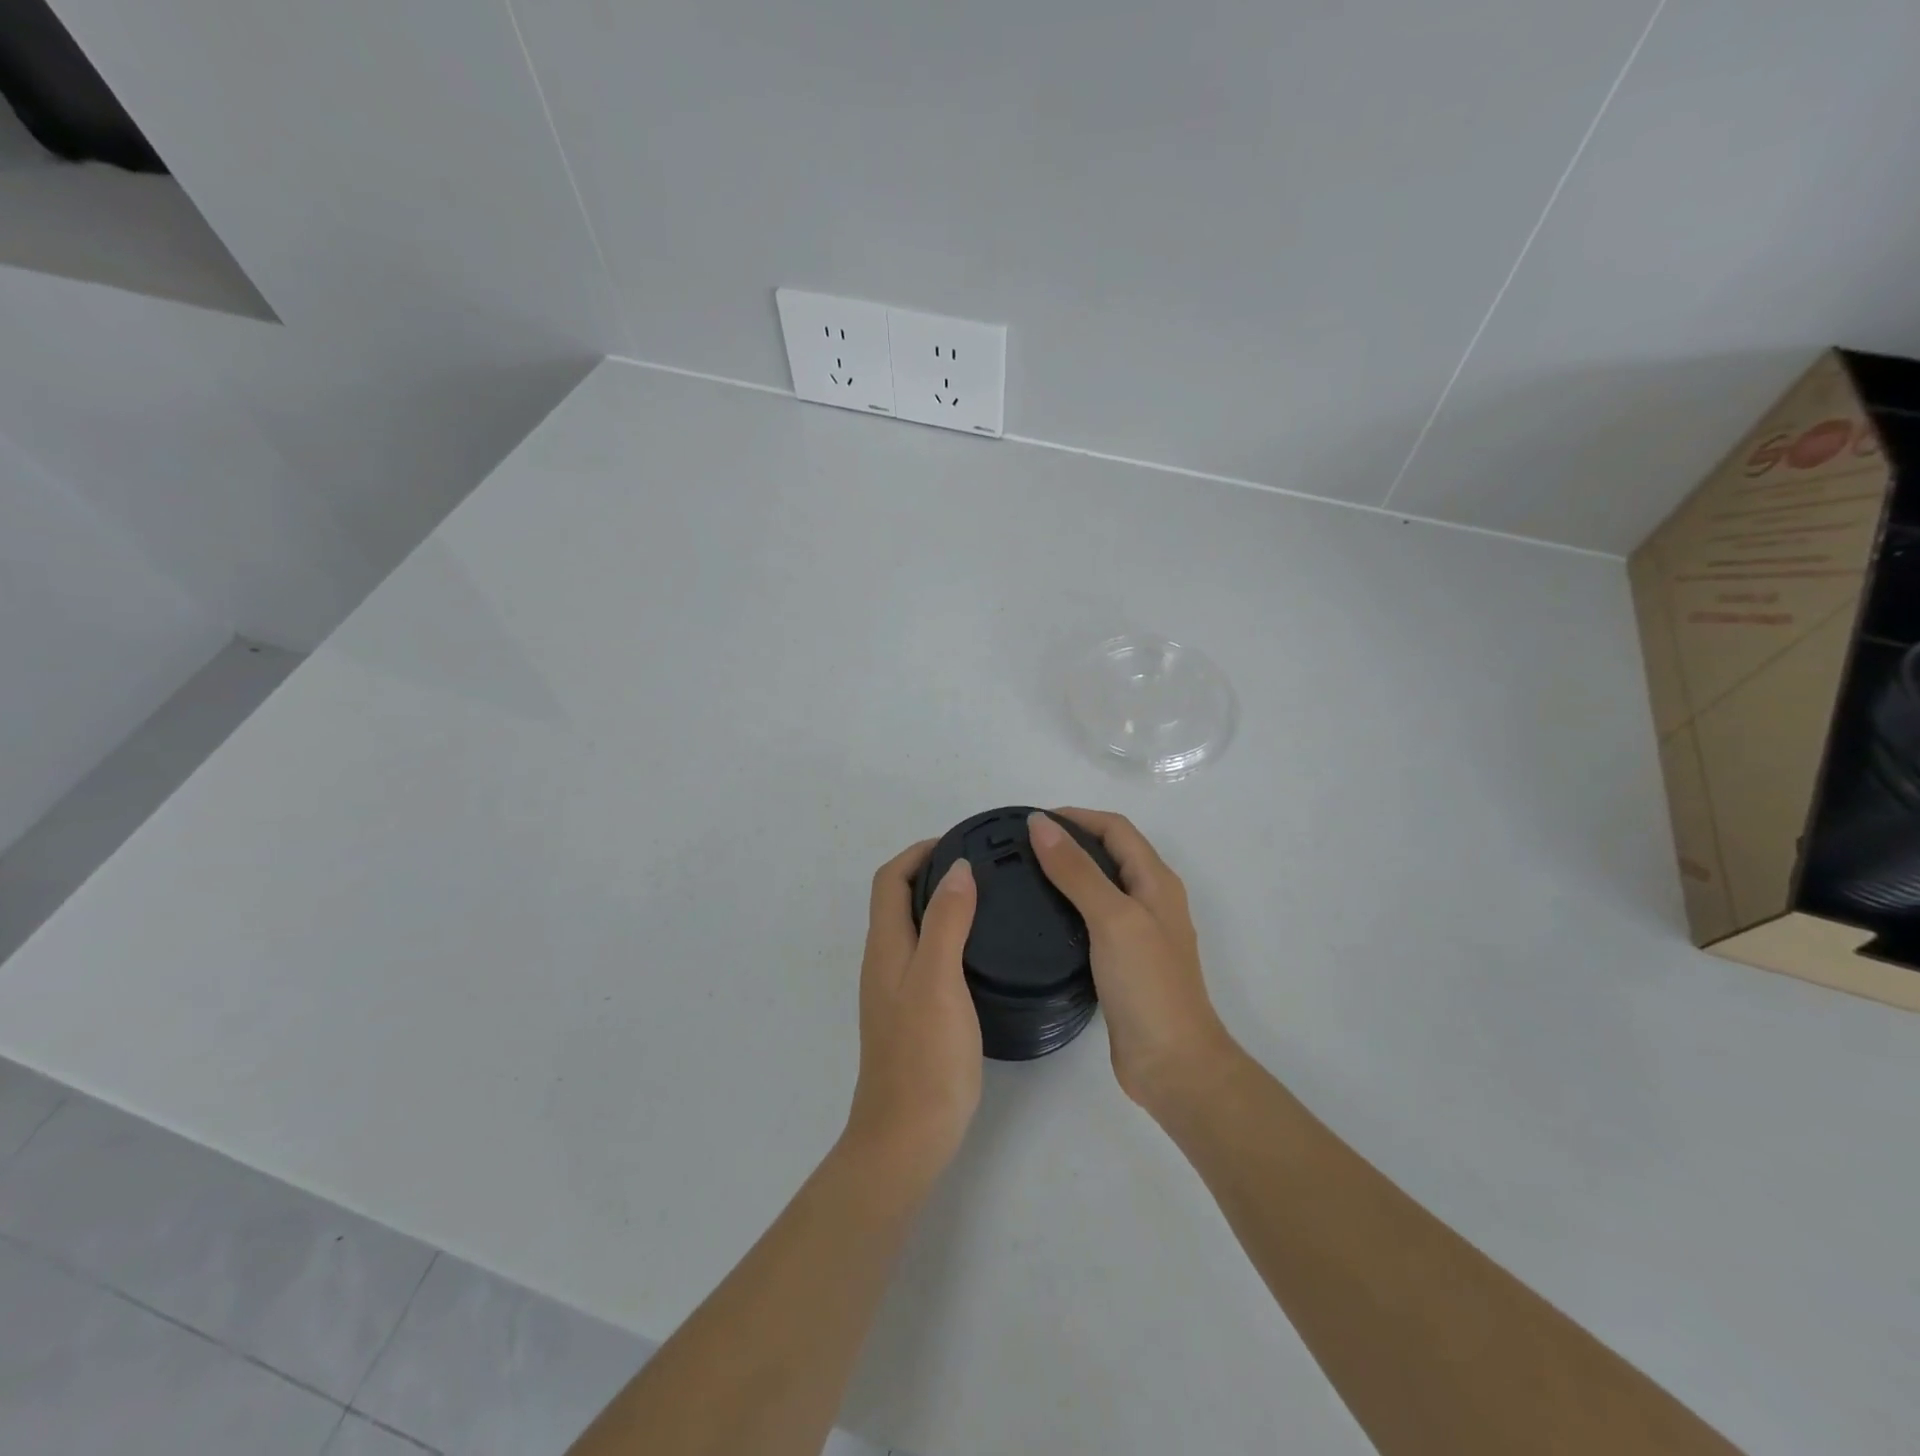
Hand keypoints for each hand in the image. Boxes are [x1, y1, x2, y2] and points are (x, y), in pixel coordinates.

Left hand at [841, 841, 981, 1191]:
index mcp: (885, 947)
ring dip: (939, 902)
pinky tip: (980, 949)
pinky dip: (947, 934)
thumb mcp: (938, 979)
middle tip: (981, 866)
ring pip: (913, 927)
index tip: (958, 842)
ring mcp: (896, 989)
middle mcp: (885, 961)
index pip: (889, 879)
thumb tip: (956, 868)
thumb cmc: (925, 1056)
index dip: (917, 853)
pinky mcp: (913, 1012)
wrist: (908, 1136)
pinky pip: (926, 954)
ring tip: (986, 898)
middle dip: (930, 872)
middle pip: (897, 899)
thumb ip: (946, 921)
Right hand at [1027, 809, 1234, 1113]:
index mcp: (1156, 881)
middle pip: (1109, 853)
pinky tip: (1041, 920)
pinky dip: (1068, 907)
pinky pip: (1093, 919)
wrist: (1172, 1063)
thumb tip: (1041, 824)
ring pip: (1100, 886)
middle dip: (1070, 841)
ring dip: (1068, 873)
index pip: (1116, 828)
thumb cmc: (1147, 984)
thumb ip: (1077, 870)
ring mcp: (1138, 932)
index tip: (1033, 821)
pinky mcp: (1123, 962)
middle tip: (1020, 848)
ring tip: (1023, 877)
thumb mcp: (1112, 918)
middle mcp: (1150, 899)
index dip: (1077, 816)